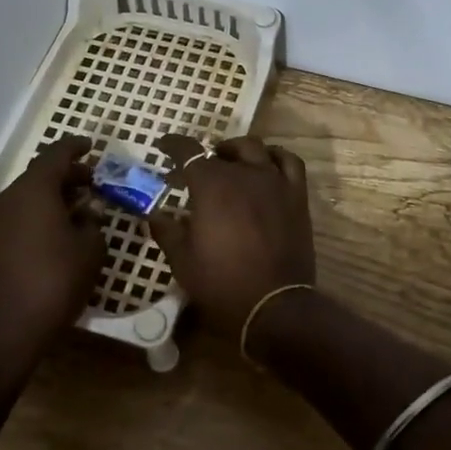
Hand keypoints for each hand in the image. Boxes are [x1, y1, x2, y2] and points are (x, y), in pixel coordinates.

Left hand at [0, 136, 104, 361]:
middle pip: (40, 175)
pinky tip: (58, 231)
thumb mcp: (91, 248)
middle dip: (68, 175)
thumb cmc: (56, 281)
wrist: (6, 330)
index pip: (56, 154)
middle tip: (93, 182)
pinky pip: (18, 215)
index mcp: (34, 189)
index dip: (76, 147)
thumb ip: (92, 221)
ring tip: (79, 209)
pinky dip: (38, 214)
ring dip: (53, 197)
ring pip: (28, 196)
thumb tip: (85, 213)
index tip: (91, 146)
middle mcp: (8, 198)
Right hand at [149, 135, 315, 338]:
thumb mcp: (182, 261)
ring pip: (256, 149)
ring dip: (238, 150)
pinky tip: (267, 164)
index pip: (188, 152)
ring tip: (230, 161)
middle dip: (205, 156)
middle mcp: (243, 174)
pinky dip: (276, 156)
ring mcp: (274, 181)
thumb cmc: (222, 283)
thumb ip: (166, 230)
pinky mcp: (296, 195)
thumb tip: (154, 213)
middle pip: (222, 151)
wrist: (273, 304)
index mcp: (211, 185)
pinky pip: (289, 162)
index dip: (174, 145)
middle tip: (195, 170)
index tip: (163, 146)